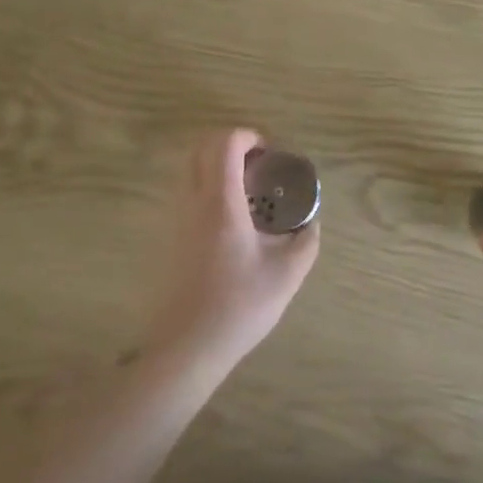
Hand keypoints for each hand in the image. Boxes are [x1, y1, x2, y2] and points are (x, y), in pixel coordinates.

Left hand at [141, 128, 319, 379]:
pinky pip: (187, 191)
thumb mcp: (288, 273)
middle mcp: (193, 202)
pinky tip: (233, 216)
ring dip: (217, 164)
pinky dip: (208, 184)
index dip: (248, 136)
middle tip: (259, 163)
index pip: (224, 144)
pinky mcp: (171, 237)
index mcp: (220, 203)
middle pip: (201, 147)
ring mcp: (176, 219)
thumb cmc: (239, 305)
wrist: (187, 346)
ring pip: (189, 168)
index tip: (271, 153)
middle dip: (231, 143)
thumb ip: (305, 239)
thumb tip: (310, 221)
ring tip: (249, 188)